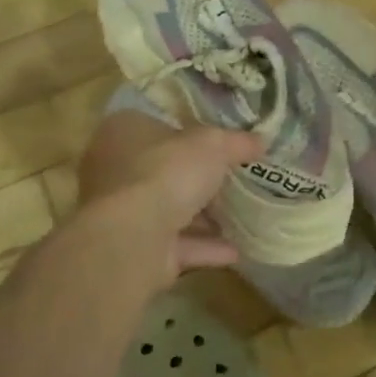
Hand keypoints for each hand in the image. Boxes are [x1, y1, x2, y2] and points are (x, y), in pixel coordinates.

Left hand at [70, 117, 263, 295]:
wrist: (132, 238)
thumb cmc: (166, 172)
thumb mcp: (213, 145)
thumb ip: (237, 142)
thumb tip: (261, 141)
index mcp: (123, 131)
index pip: (157, 124)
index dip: (189, 132)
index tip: (220, 142)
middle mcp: (114, 170)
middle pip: (163, 170)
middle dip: (197, 179)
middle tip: (234, 180)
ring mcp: (121, 214)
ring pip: (168, 211)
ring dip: (202, 218)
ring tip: (242, 218)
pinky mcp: (133, 250)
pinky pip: (175, 245)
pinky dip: (204, 247)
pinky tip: (236, 251)